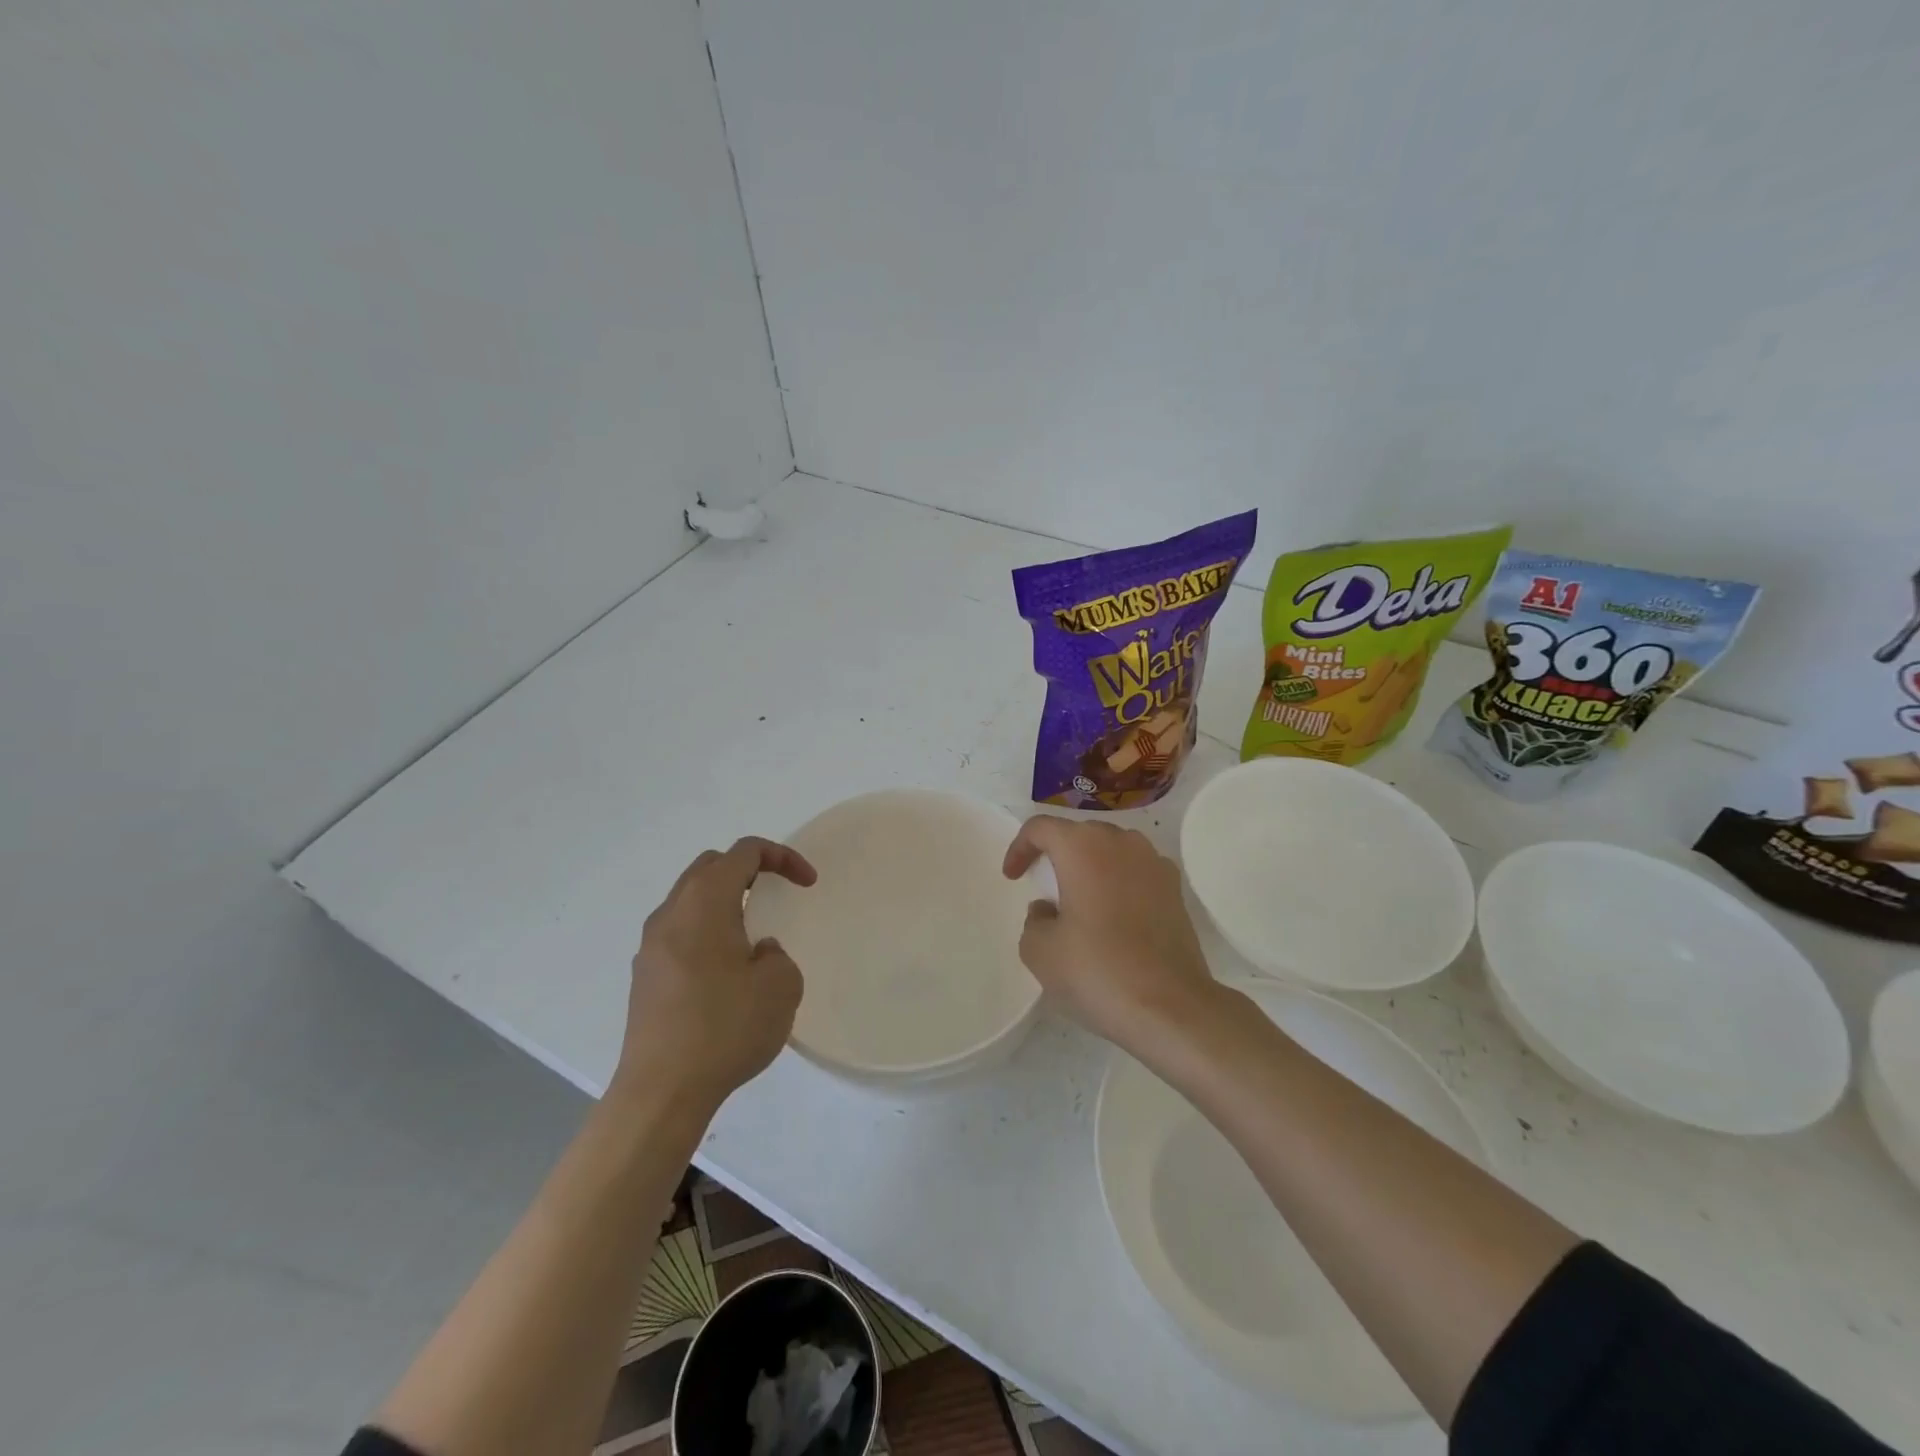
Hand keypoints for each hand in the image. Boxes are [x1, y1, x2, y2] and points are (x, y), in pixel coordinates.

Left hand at [610, 837, 815, 1114]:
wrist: (662, 1091)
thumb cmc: (726, 1028)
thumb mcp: (781, 985)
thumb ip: (776, 954)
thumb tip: (755, 953)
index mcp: (704, 902)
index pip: (744, 852)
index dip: (782, 857)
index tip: (808, 883)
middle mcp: (671, 913)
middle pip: (710, 867)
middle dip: (748, 869)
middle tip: (776, 893)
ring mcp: (650, 946)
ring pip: (690, 899)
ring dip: (724, 902)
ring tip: (751, 934)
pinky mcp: (644, 976)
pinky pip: (679, 932)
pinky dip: (706, 931)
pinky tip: (724, 972)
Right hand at [1001, 816, 1219, 1048]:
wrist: (1170, 1007)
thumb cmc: (1097, 970)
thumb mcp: (1040, 951)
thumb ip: (1034, 920)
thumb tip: (1050, 910)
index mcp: (1082, 847)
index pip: (1041, 828)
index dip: (1020, 848)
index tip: (1014, 877)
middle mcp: (1121, 842)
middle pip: (1080, 834)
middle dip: (1057, 854)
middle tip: (1044, 886)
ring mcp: (1154, 864)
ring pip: (1112, 850)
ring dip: (1091, 867)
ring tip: (1080, 901)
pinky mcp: (1176, 890)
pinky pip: (1137, 872)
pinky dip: (1120, 883)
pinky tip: (1114, 917)